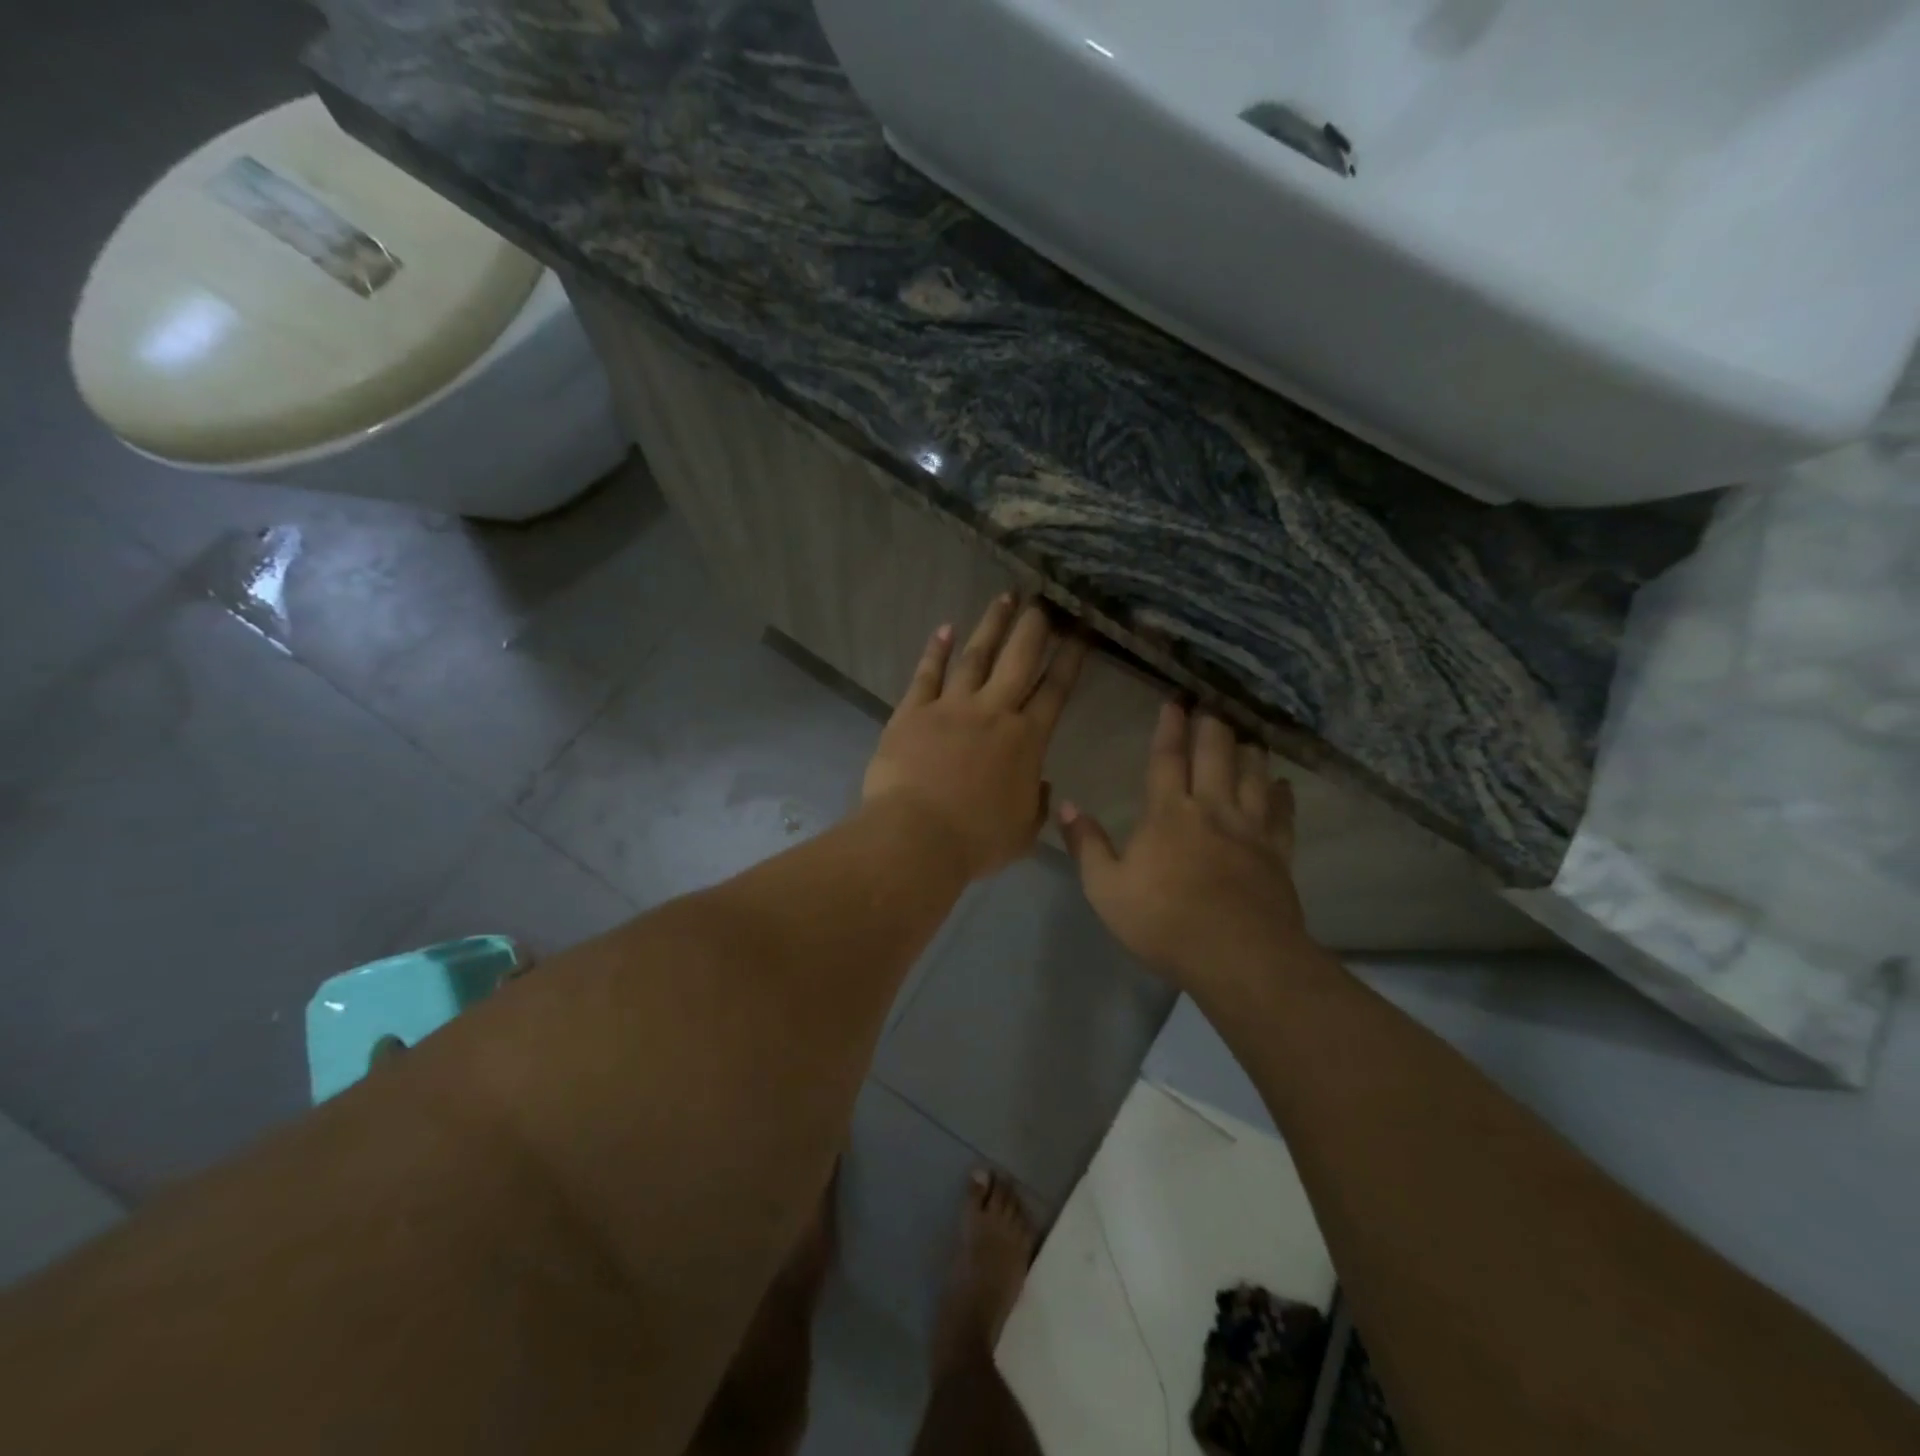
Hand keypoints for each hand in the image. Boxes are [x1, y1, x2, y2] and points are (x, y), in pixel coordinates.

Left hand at [864, 595, 1087, 879]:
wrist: (916, 837)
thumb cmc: (976, 841)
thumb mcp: (1022, 831)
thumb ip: (1036, 803)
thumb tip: (1040, 784)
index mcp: (1026, 740)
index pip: (1055, 689)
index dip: (1071, 658)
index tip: (1081, 630)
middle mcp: (993, 712)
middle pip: (1018, 658)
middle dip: (1034, 625)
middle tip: (1043, 598)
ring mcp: (951, 707)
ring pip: (976, 655)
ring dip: (991, 625)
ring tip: (1004, 597)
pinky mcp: (913, 711)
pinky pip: (927, 673)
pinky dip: (936, 650)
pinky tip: (945, 628)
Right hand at [1059, 703, 1307, 992]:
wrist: (1237, 957)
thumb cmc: (1163, 922)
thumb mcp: (1105, 889)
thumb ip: (1086, 844)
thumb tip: (1067, 805)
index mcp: (1169, 813)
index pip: (1168, 758)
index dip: (1170, 728)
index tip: (1175, 702)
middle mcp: (1212, 809)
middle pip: (1216, 755)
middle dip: (1213, 726)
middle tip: (1213, 705)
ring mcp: (1250, 829)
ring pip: (1254, 775)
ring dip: (1249, 751)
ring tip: (1247, 734)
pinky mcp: (1278, 853)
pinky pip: (1283, 815)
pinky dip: (1283, 795)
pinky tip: (1283, 785)